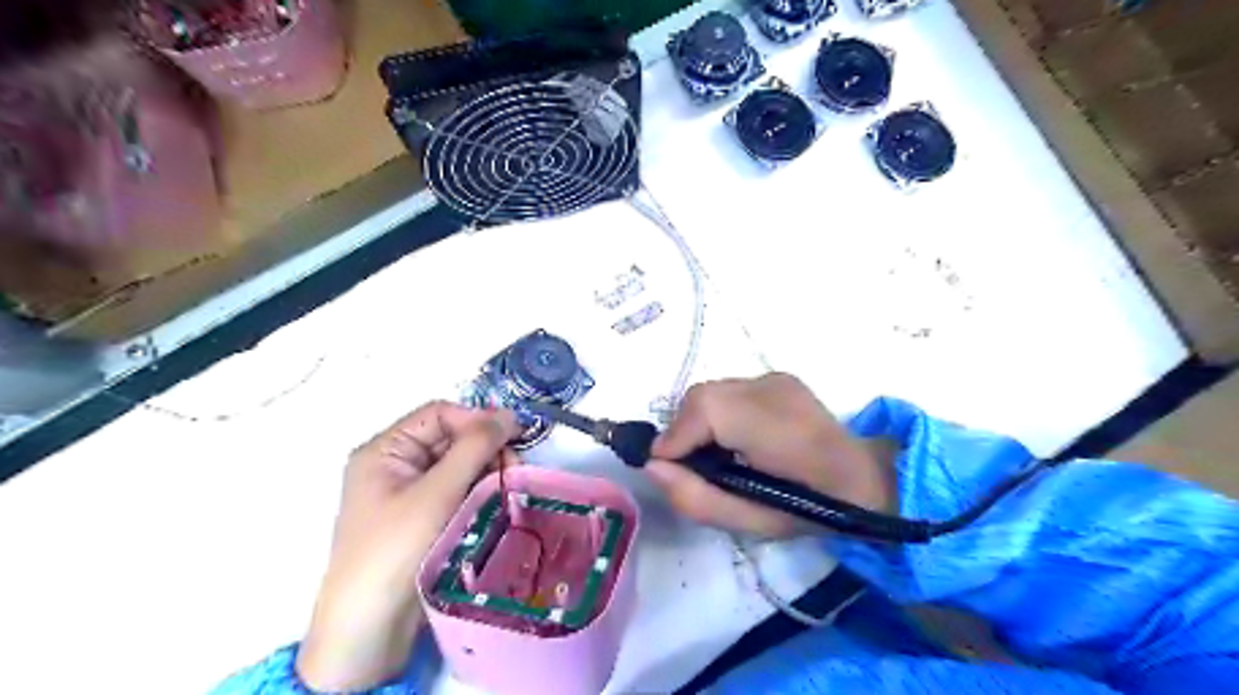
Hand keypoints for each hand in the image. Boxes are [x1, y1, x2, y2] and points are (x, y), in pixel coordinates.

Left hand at [295, 401, 518, 688]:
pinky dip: (480, 492)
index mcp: (385, 450)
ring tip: (508, 488)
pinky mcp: (424, 518)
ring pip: (459, 466)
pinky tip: (498, 502)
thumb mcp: (437, 492)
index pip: (438, 415)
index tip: (513, 437)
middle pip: (451, 439)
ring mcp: (410, 493)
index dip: (476, 420)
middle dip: (486, 449)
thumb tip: (508, 414)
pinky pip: (458, 491)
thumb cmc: (396, 548)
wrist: (368, 629)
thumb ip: (473, 447)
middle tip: (514, 468)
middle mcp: (395, 465)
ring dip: (487, 471)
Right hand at [645, 375, 896, 538]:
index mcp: (779, 429)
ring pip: (712, 392)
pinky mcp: (777, 377)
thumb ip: (697, 497)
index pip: (706, 409)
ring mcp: (777, 378)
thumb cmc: (811, 510)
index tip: (665, 467)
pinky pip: (727, 391)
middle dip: (684, 431)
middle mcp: (775, 390)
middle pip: (702, 396)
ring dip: (699, 421)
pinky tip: (734, 438)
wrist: (865, 480)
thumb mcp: (751, 523)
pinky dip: (717, 413)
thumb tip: (653, 466)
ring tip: (713, 454)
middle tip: (690, 466)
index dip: (676, 437)